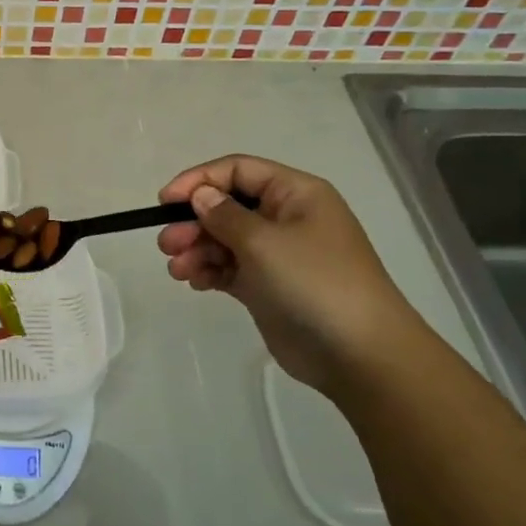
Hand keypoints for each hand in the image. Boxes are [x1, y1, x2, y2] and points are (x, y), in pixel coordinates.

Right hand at [158, 155, 429, 392]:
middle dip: (193, 221)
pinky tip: (194, 281)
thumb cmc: (314, 283)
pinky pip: (230, 268)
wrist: (360, 355)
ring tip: (177, 269)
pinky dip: (209, 270)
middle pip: (227, 206)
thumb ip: (225, 215)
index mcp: (296, 194)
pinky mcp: (268, 287)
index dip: (199, 180)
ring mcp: (278, 254)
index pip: (238, 170)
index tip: (165, 201)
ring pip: (224, 239)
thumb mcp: (264, 241)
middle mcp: (287, 218)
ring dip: (196, 249)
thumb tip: (201, 196)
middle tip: (166, 244)